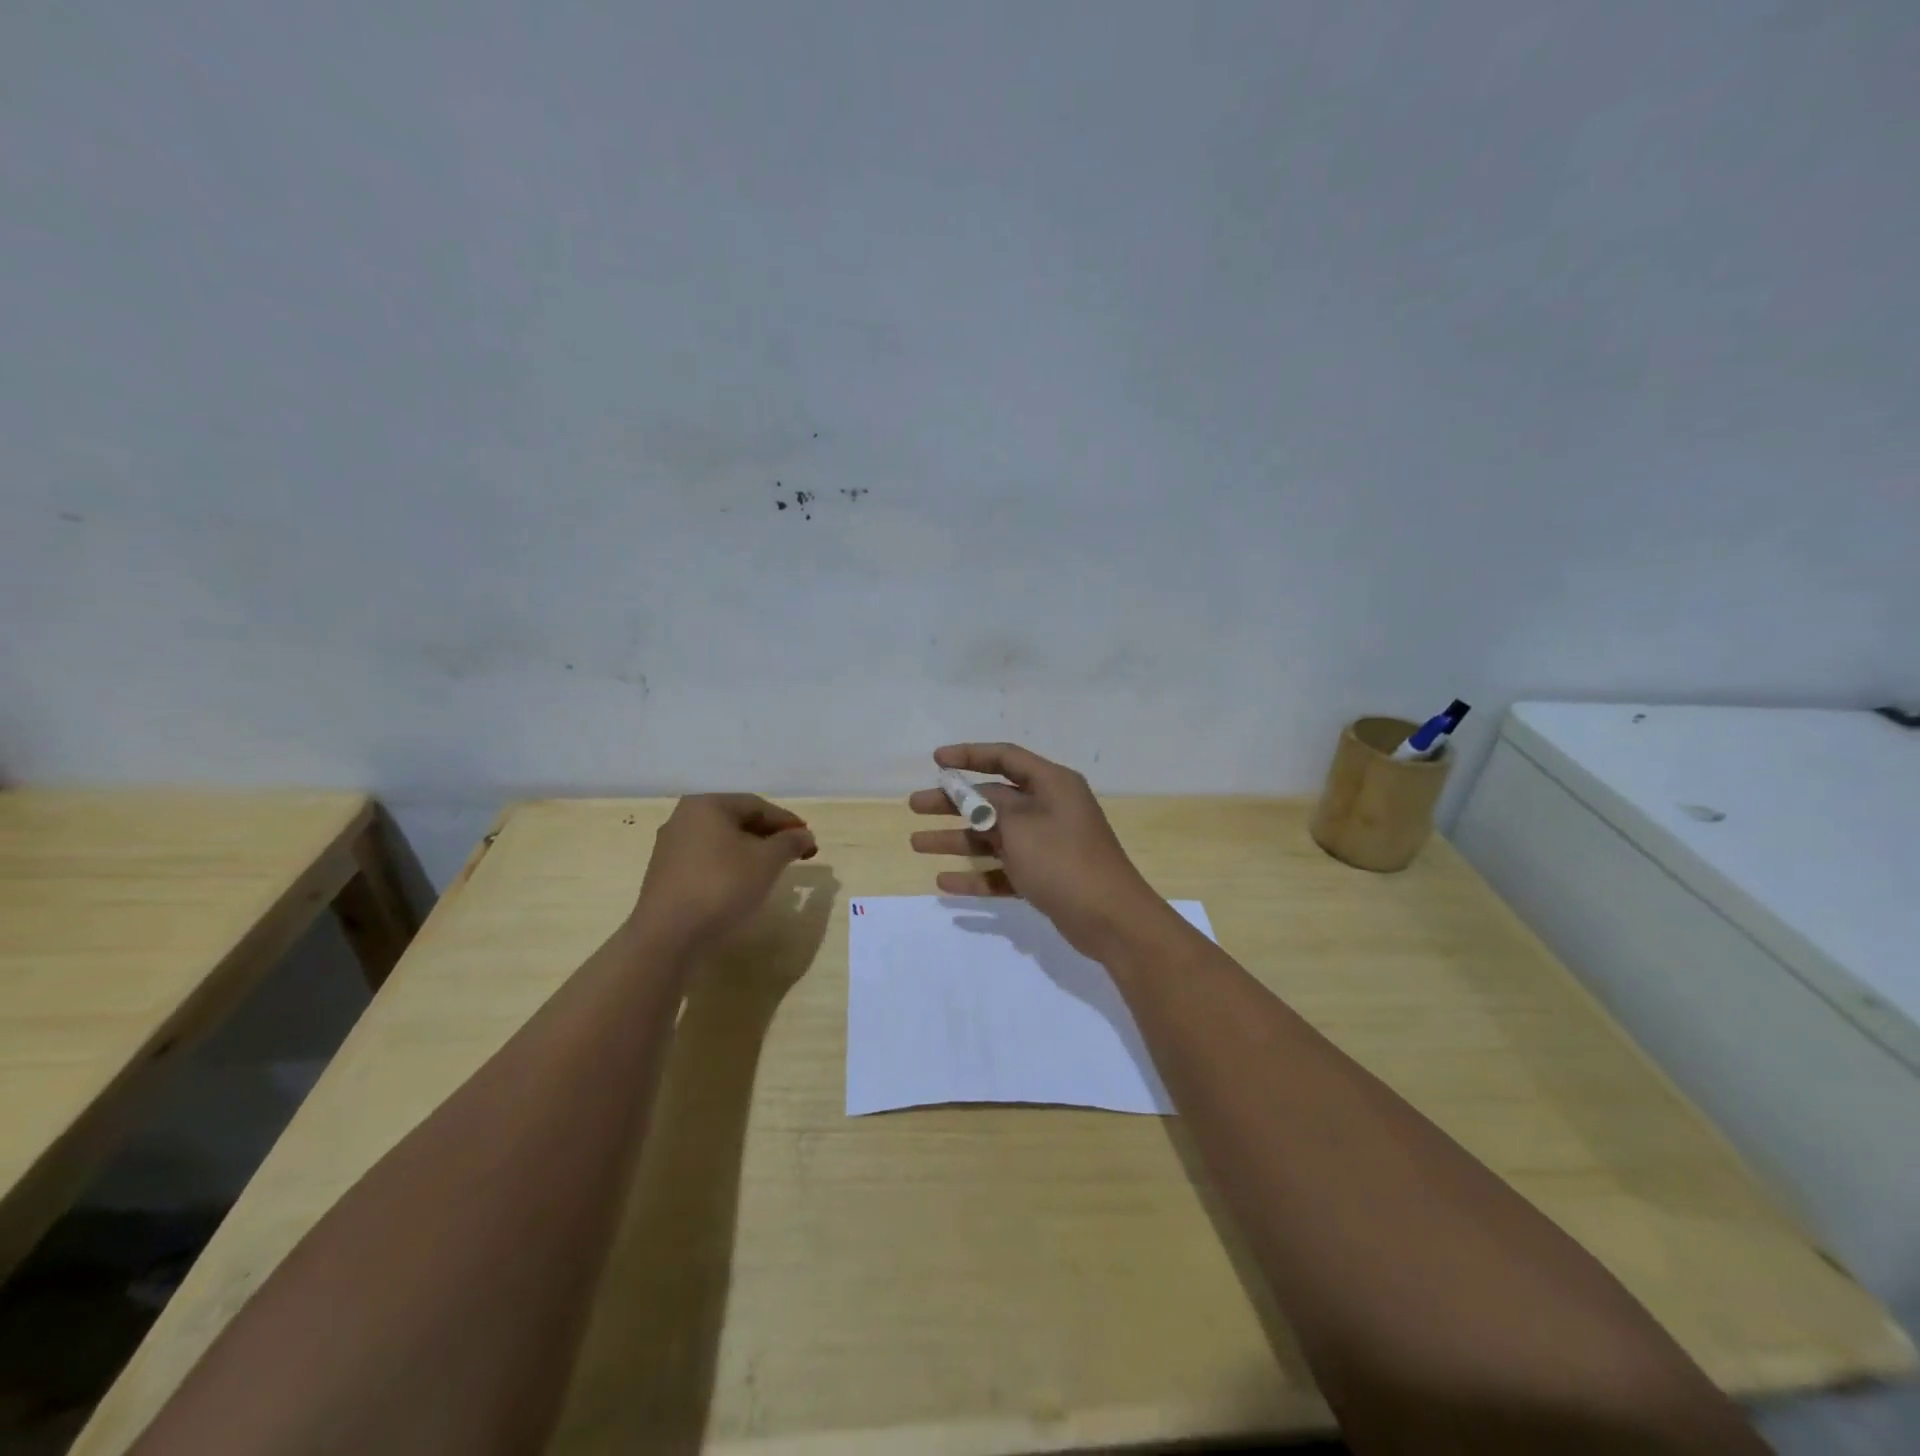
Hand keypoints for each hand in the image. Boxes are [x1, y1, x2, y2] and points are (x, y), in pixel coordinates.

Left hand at [631, 794, 817, 953]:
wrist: (668, 937)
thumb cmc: (722, 886)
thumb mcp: (768, 861)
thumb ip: (790, 842)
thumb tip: (804, 835)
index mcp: (707, 805)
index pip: (757, 805)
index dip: (787, 821)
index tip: (809, 839)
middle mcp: (684, 819)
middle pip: (737, 821)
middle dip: (769, 836)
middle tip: (794, 854)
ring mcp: (670, 848)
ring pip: (721, 843)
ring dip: (750, 853)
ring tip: (773, 870)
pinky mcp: (665, 876)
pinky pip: (707, 862)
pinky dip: (730, 867)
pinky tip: (743, 885)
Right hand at [909, 743, 1164, 957]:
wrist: (1111, 919)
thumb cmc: (1064, 861)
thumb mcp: (1021, 826)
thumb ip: (989, 807)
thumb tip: (971, 796)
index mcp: (1052, 784)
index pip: (1006, 758)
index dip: (969, 755)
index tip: (936, 760)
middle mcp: (1049, 809)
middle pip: (992, 799)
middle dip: (953, 802)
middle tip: (915, 805)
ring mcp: (1046, 845)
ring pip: (993, 836)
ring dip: (957, 840)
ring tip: (916, 843)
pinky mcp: (1044, 877)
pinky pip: (1003, 870)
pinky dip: (976, 875)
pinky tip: (944, 882)